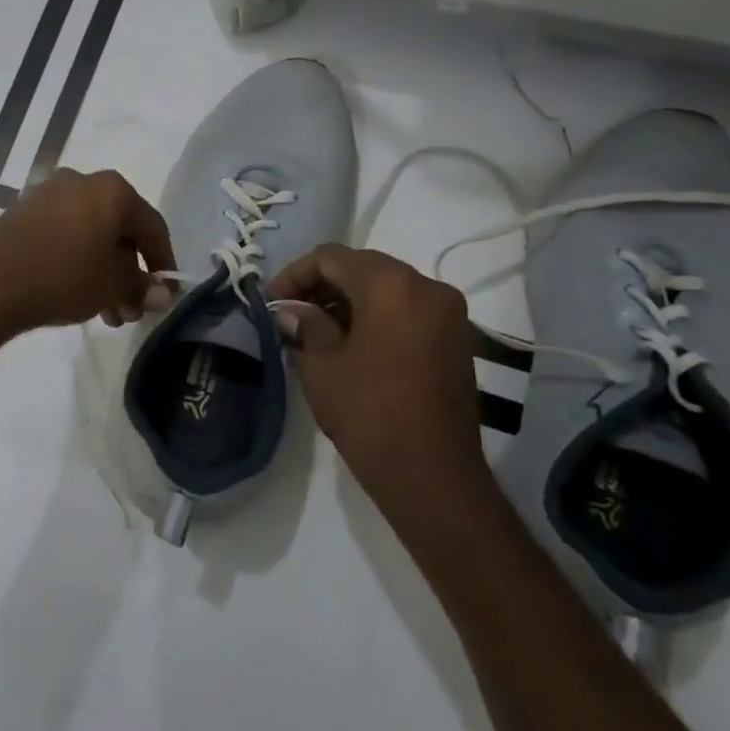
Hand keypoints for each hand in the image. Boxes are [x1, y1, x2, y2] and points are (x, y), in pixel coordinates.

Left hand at [0, 169, 176, 332]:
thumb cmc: (63, 279)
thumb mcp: (112, 288)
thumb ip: (142, 287)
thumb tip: (162, 295)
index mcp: (113, 190)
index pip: (152, 227)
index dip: (164, 263)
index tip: (165, 293)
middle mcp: (82, 181)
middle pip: (119, 230)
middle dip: (129, 274)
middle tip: (130, 311)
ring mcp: (48, 193)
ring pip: (91, 234)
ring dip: (104, 272)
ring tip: (105, 313)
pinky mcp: (23, 211)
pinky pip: (64, 233)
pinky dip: (77, 259)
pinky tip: (76, 293)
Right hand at [269, 245, 490, 514]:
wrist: (431, 473)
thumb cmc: (368, 412)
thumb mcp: (321, 365)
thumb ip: (305, 325)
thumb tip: (291, 310)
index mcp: (391, 285)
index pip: (332, 257)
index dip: (294, 274)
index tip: (272, 301)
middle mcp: (427, 287)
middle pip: (363, 267)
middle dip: (322, 285)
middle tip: (290, 313)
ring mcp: (448, 313)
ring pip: (387, 287)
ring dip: (348, 300)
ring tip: (315, 330)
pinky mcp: (456, 339)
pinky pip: (407, 310)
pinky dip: (375, 315)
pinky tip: (349, 343)